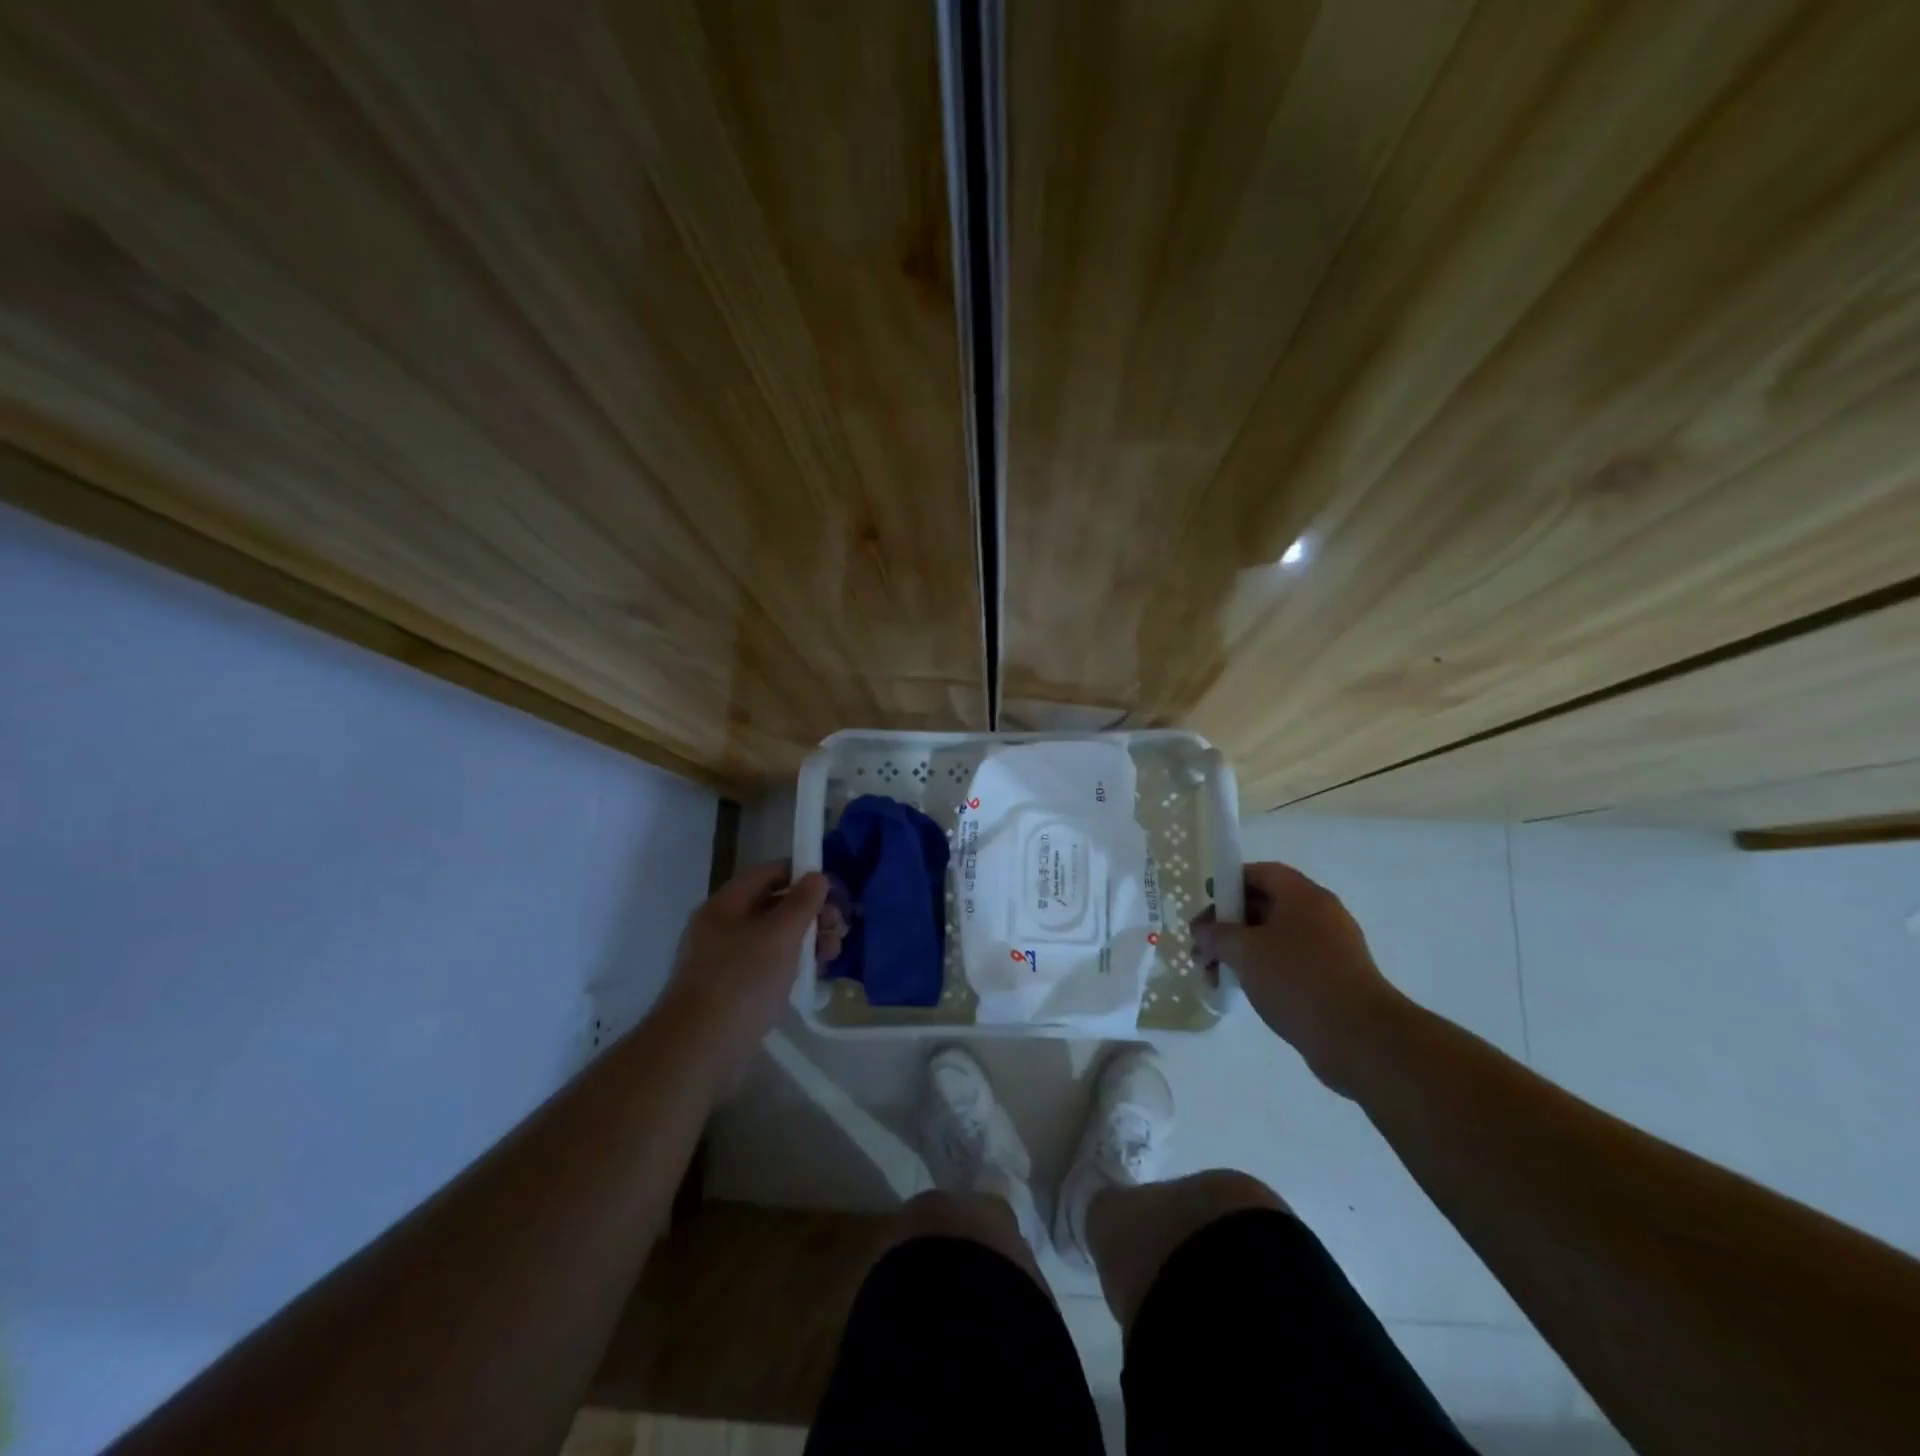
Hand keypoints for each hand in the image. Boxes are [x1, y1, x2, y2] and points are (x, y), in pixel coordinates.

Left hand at [660, 861, 839, 1077]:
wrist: (700, 1050)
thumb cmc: (742, 980)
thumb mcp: (780, 934)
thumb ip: (802, 902)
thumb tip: (817, 876)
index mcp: (725, 906)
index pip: (766, 874)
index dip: (799, 874)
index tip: (831, 887)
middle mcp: (722, 929)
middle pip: (772, 907)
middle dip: (810, 913)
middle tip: (839, 927)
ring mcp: (726, 963)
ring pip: (774, 939)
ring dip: (807, 941)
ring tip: (832, 954)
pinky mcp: (733, 993)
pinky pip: (768, 967)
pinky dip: (792, 966)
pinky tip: (814, 976)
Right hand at [1191, 861, 1405, 1094]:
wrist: (1359, 1039)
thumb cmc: (1297, 980)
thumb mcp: (1245, 951)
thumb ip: (1217, 935)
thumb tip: (1202, 930)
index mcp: (1304, 897)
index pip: (1263, 873)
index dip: (1231, 882)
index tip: (1207, 902)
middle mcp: (1321, 916)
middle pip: (1265, 907)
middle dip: (1228, 925)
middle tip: (1201, 947)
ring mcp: (1330, 950)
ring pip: (1274, 939)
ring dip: (1240, 952)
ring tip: (1212, 975)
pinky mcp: (1333, 981)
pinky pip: (1289, 964)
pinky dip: (1262, 971)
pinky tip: (1241, 990)